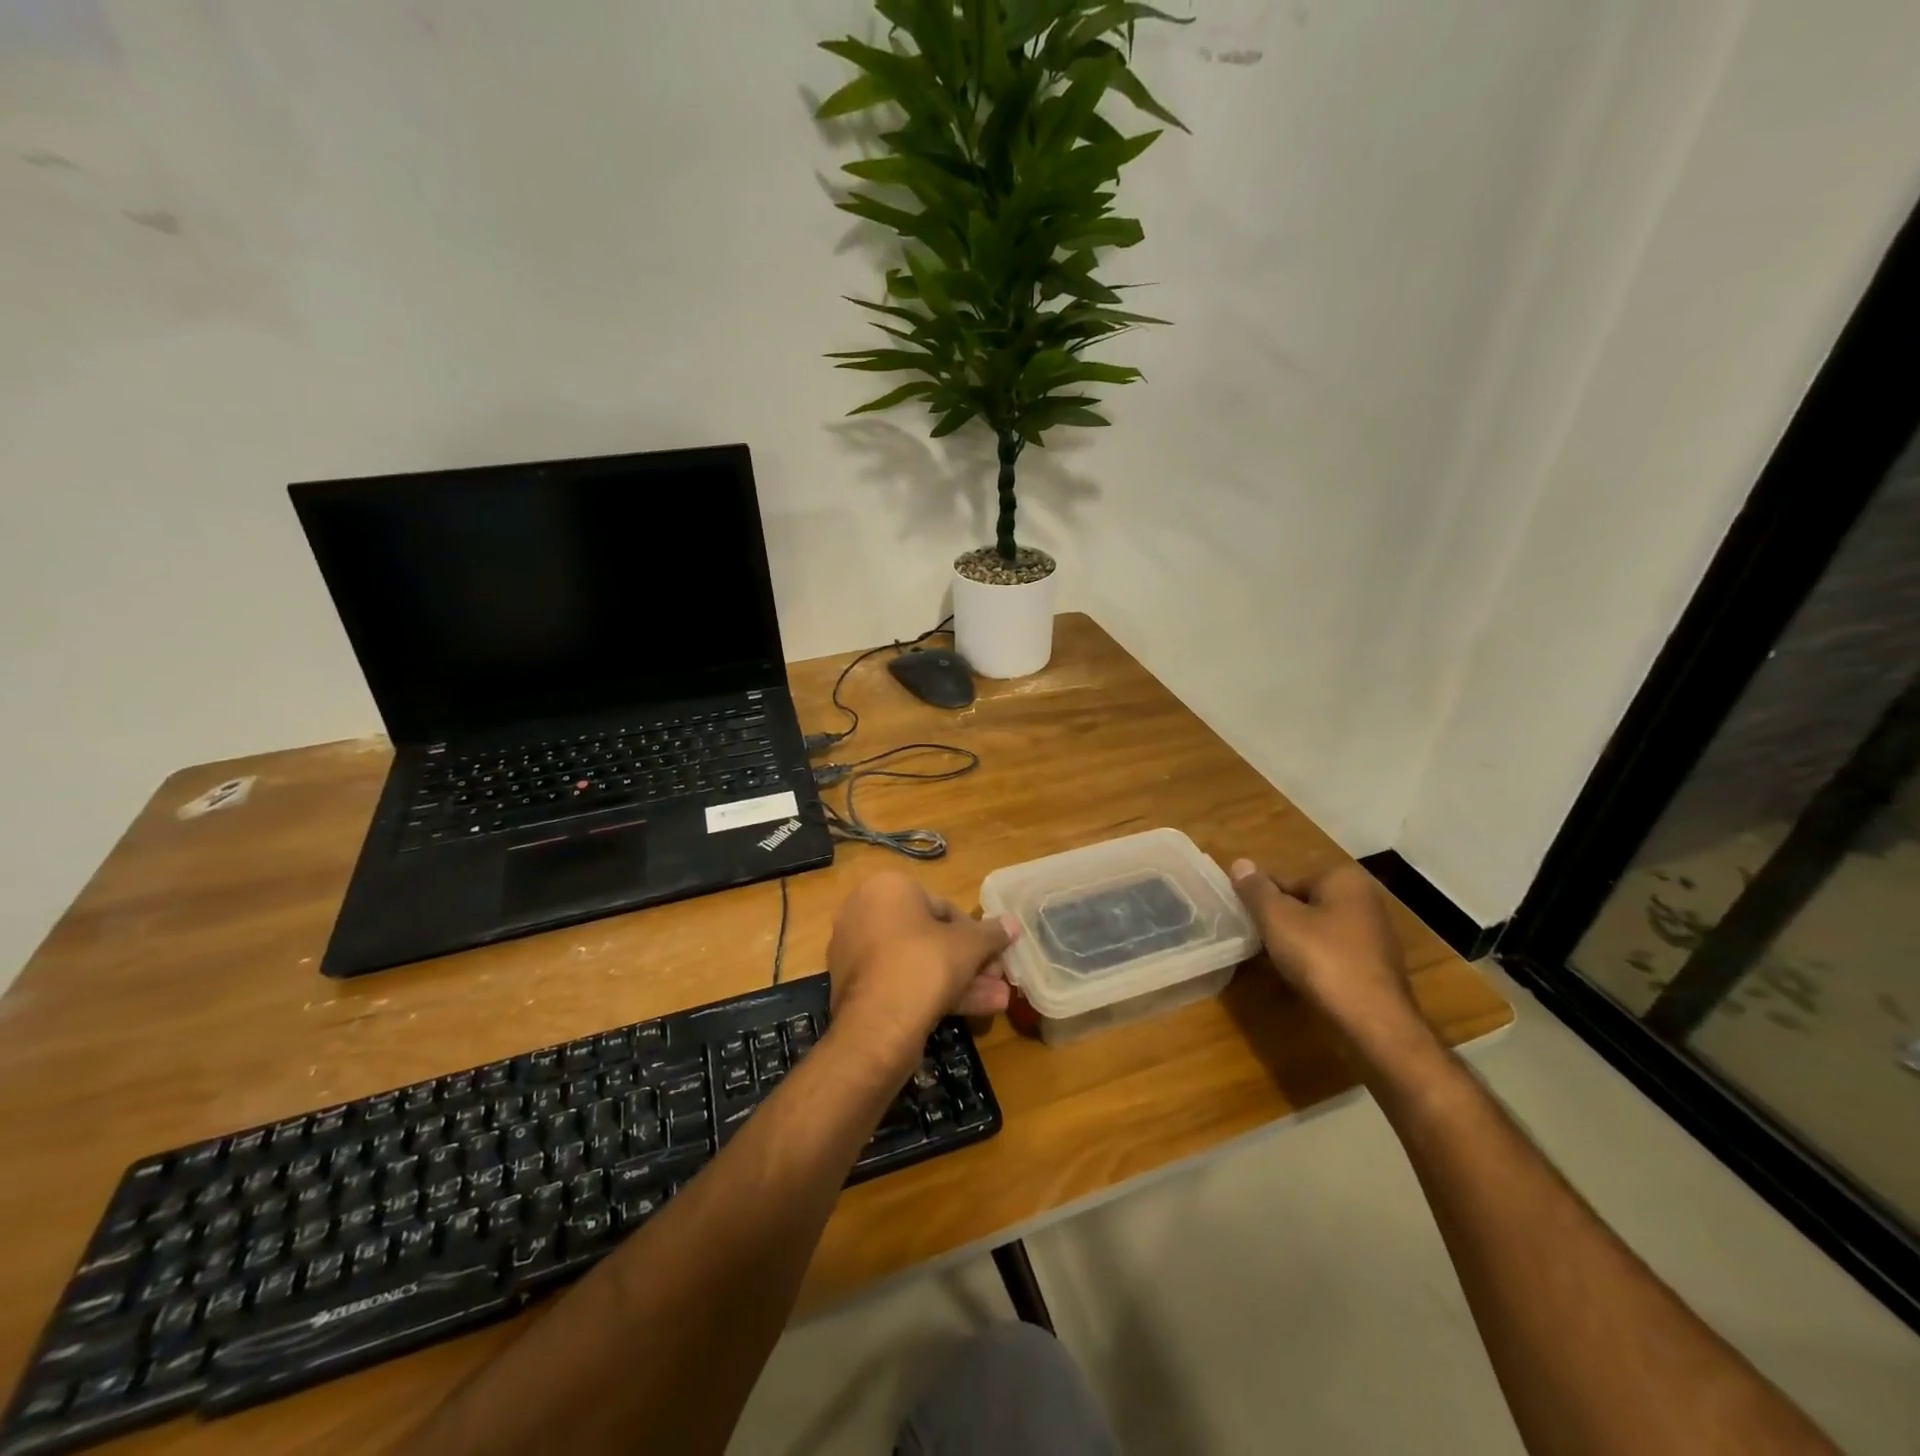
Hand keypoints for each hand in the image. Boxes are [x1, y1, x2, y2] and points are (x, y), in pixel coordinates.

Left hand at [826, 872, 1018, 1066]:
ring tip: (997, 1001)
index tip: (995, 954)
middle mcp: (864, 912)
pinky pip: (900, 981)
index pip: (942, 907)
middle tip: (997, 978)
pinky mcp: (854, 987)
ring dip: (958, 980)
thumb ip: (992, 933)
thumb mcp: (968, 946)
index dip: (975, 933)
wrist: (877, 1026)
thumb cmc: (924, 965)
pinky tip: (970, 1012)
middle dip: (968, 960)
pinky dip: (930, 992)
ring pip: (917, 962)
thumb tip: (1013, 923)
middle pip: (929, 936)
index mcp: (887, 889)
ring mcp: (855, 952)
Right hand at [1229, 859, 1437, 1065]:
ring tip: (1272, 959)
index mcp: (1343, 879)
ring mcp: (1373, 934)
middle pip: (1303, 902)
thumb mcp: (1277, 919)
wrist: (1373, 1022)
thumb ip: (1256, 890)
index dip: (1260, 899)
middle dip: (1278, 919)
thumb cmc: (1322, 959)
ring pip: (1317, 928)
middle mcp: (1364, 899)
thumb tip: (1240, 863)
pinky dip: (1314, 959)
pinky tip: (1300, 976)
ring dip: (1294, 940)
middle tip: (1254, 939)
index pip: (1286, 879)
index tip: (1243, 919)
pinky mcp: (1375, 965)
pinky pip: (1332, 951)